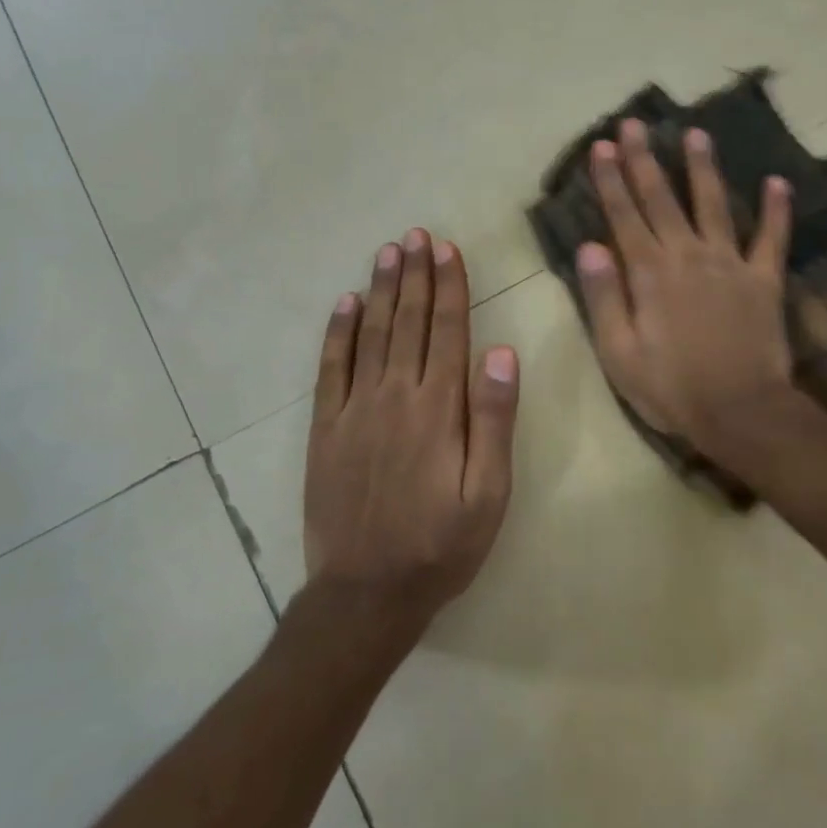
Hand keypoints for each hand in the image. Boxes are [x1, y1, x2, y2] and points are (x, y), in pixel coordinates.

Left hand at [302, 229, 519, 640]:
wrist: (366, 592)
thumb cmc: (441, 545)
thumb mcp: (489, 493)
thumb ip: (495, 421)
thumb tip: (502, 353)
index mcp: (439, 409)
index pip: (447, 331)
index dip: (449, 286)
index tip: (448, 249)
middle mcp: (395, 396)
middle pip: (407, 322)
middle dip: (415, 275)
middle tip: (416, 235)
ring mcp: (355, 409)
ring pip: (370, 334)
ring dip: (380, 290)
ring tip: (388, 252)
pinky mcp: (325, 428)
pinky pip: (330, 368)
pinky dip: (337, 332)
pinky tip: (344, 303)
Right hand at [576, 118, 798, 464]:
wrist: (740, 412)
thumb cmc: (670, 388)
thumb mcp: (619, 352)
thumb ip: (604, 296)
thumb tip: (589, 246)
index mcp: (649, 274)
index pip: (624, 216)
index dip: (611, 180)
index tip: (602, 146)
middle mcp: (688, 256)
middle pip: (662, 199)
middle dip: (645, 160)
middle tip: (635, 123)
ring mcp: (730, 264)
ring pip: (714, 205)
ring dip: (703, 168)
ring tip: (696, 134)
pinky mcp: (764, 280)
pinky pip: (772, 238)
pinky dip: (777, 210)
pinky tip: (778, 181)